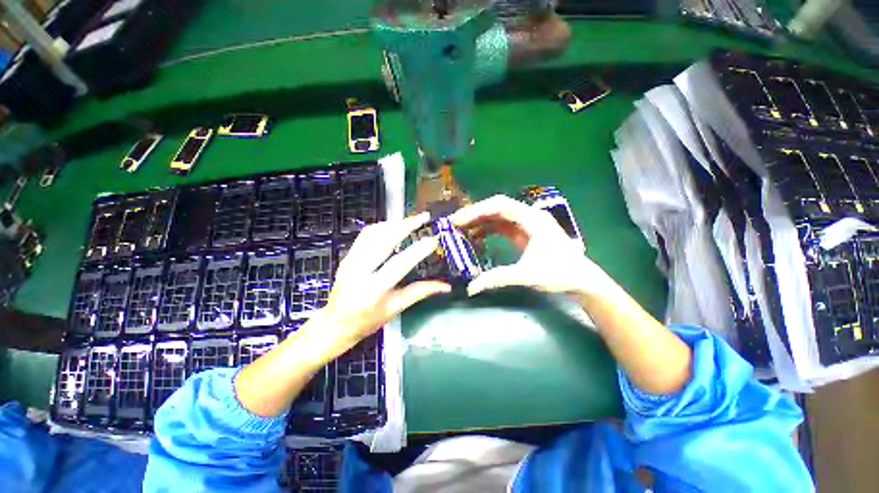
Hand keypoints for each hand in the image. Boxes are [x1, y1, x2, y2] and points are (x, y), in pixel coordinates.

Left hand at [319, 212, 451, 345]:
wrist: (335, 323)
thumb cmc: (367, 320)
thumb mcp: (395, 309)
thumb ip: (420, 292)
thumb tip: (446, 286)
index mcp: (373, 290)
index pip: (398, 265)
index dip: (417, 251)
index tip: (433, 239)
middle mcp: (358, 271)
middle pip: (383, 241)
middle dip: (405, 225)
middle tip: (423, 217)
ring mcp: (350, 260)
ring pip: (372, 233)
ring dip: (394, 223)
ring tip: (411, 220)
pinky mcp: (347, 255)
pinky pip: (365, 235)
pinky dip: (382, 227)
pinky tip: (394, 226)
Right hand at [451, 195, 608, 296]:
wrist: (581, 278)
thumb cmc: (559, 274)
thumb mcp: (527, 276)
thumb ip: (498, 279)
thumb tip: (470, 288)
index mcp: (532, 219)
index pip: (500, 205)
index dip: (476, 210)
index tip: (458, 220)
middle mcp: (529, 215)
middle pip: (497, 207)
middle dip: (475, 214)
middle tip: (454, 224)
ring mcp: (527, 223)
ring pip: (498, 215)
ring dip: (479, 220)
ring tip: (460, 229)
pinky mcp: (524, 232)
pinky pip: (501, 225)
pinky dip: (487, 229)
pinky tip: (475, 236)